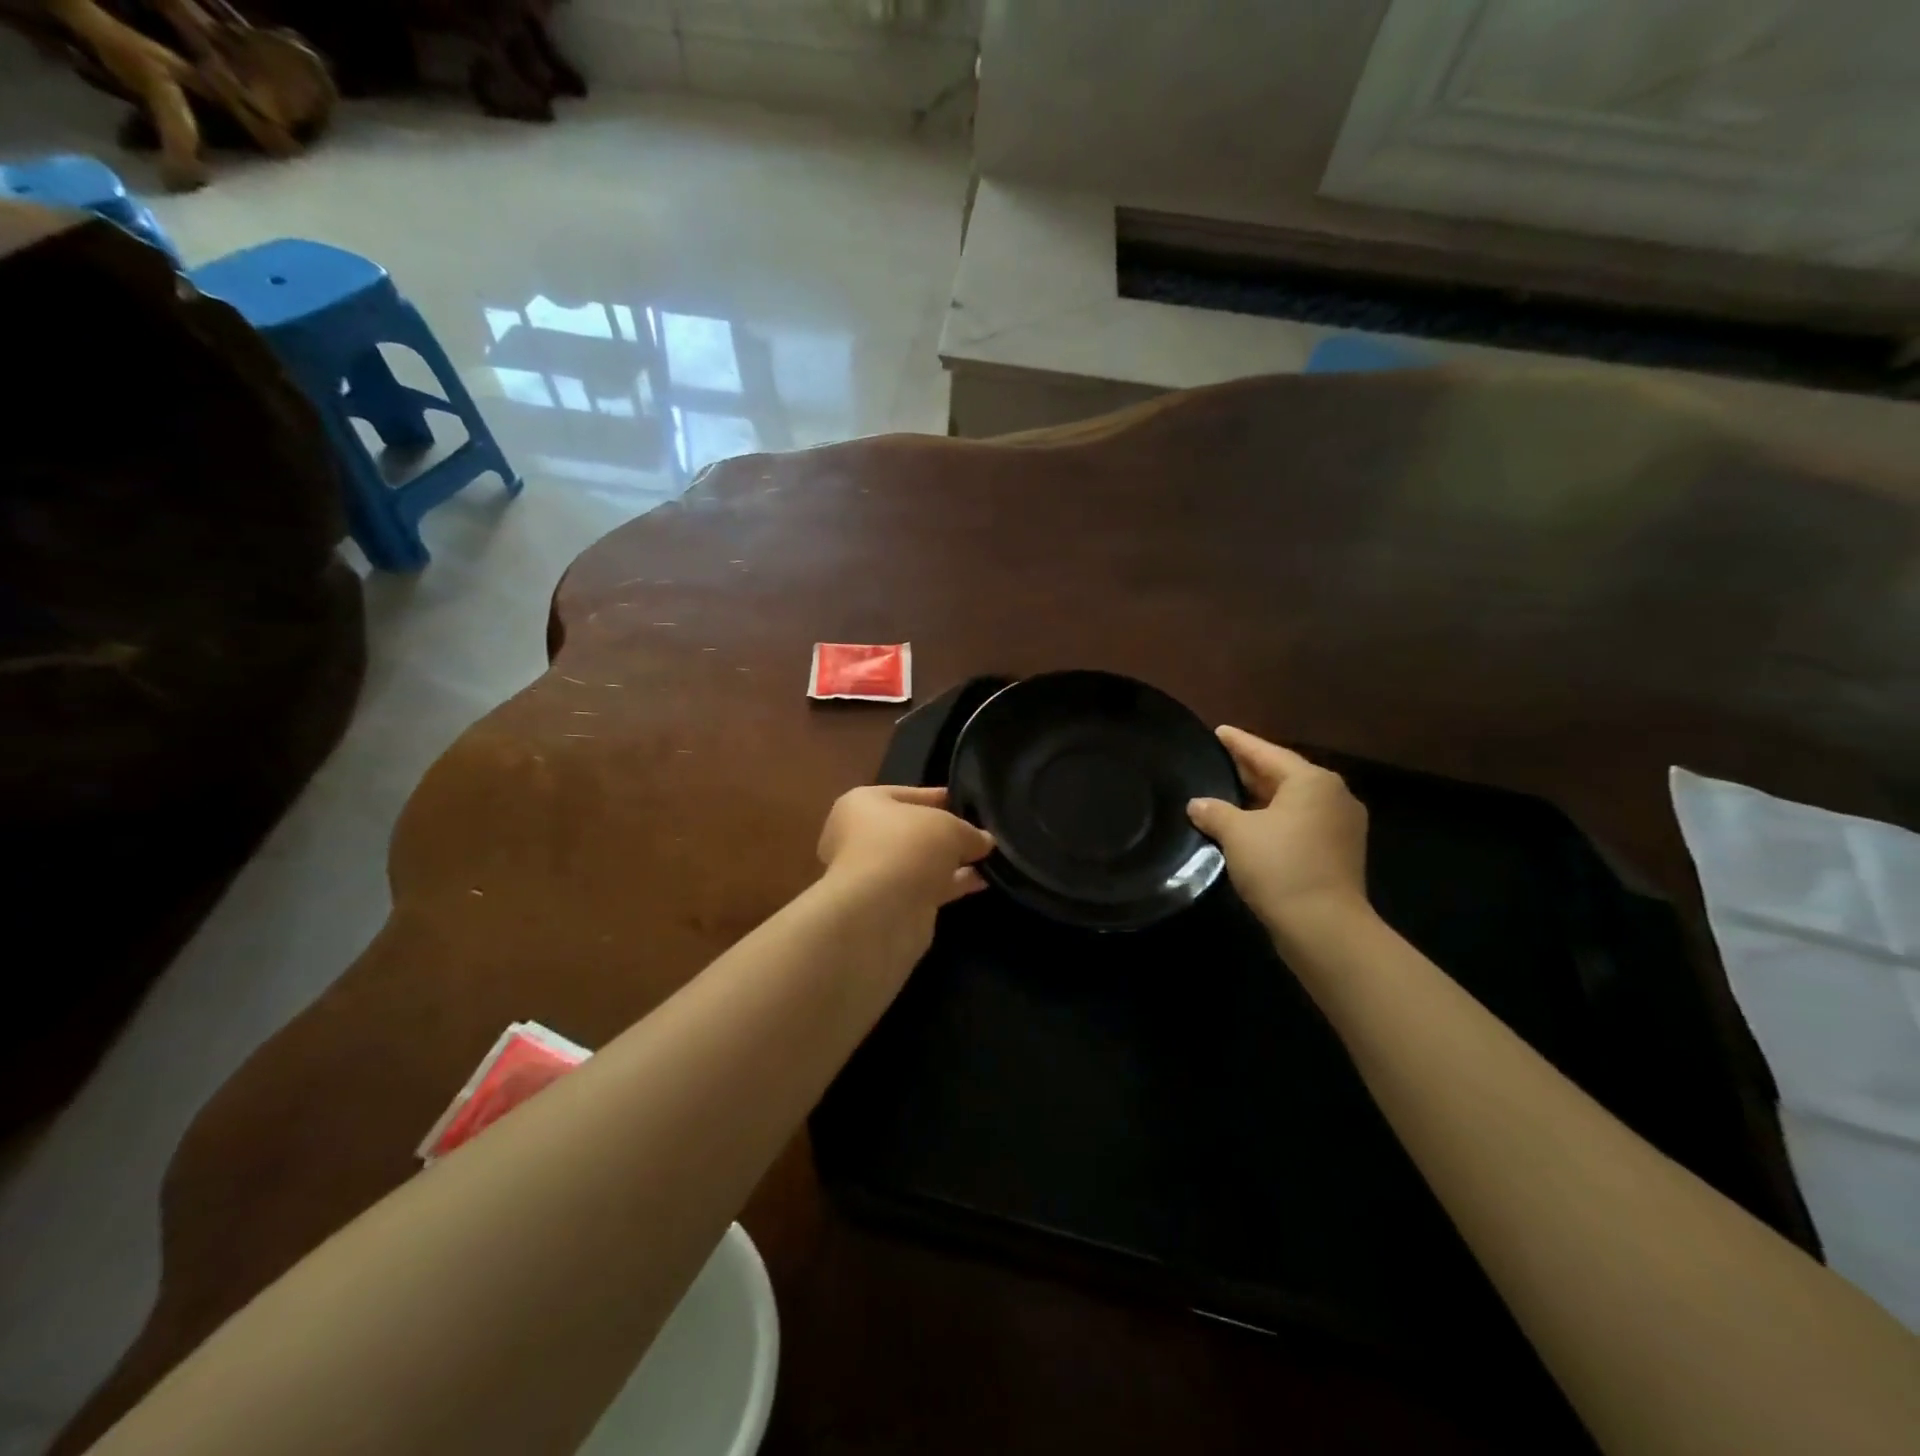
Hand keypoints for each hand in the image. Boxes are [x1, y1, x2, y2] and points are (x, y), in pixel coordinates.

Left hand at [818, 785, 994, 913]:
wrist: (881, 912)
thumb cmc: (907, 847)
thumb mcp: (949, 827)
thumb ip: (969, 831)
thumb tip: (983, 841)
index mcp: (862, 804)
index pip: (905, 794)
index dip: (937, 797)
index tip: (966, 802)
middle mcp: (860, 836)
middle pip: (912, 830)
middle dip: (945, 834)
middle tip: (979, 833)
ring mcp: (873, 874)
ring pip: (919, 861)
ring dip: (950, 862)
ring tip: (988, 858)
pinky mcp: (888, 905)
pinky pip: (925, 887)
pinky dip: (950, 884)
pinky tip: (981, 881)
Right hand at [1187, 727, 1369, 934]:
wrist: (1324, 927)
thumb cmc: (1280, 866)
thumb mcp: (1237, 834)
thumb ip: (1214, 811)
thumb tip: (1197, 804)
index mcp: (1312, 781)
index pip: (1267, 752)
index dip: (1239, 742)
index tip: (1219, 731)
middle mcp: (1333, 796)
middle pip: (1283, 775)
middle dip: (1250, 770)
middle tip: (1219, 760)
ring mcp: (1340, 827)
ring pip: (1292, 802)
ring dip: (1261, 798)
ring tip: (1229, 792)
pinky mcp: (1338, 854)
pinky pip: (1299, 824)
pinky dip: (1274, 820)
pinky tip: (1249, 826)